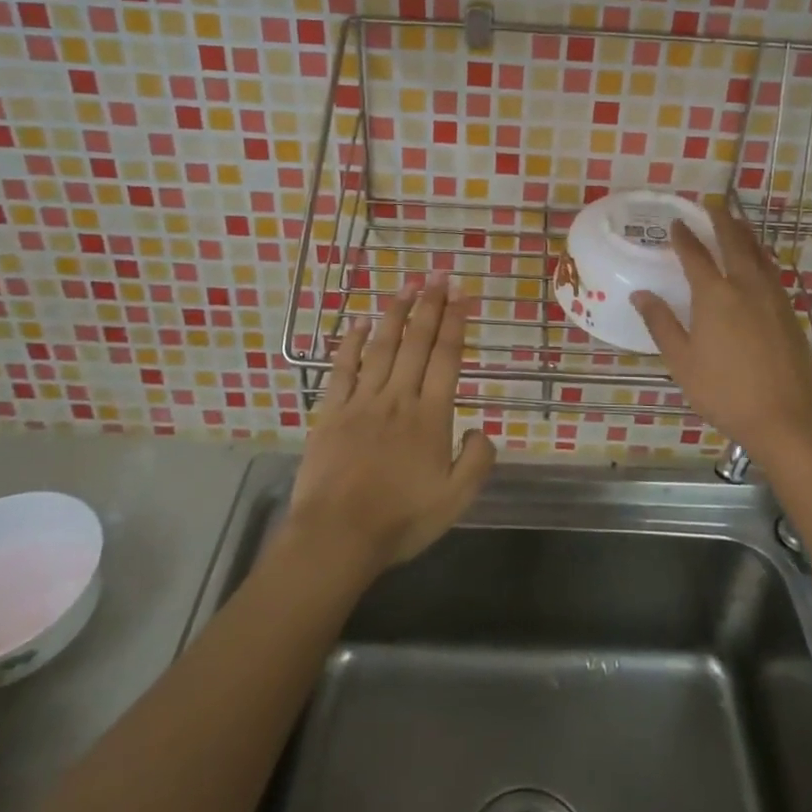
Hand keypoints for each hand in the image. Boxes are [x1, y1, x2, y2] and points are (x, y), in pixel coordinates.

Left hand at [286, 275, 495, 578]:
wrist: (337, 537)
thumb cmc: (400, 519)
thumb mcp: (456, 500)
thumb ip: (477, 461)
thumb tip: (480, 429)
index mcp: (430, 416)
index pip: (447, 357)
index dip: (455, 322)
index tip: (461, 294)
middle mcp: (398, 398)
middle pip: (417, 342)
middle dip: (430, 305)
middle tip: (438, 275)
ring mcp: (361, 402)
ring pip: (382, 347)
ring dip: (396, 314)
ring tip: (407, 286)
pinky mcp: (331, 412)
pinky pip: (342, 369)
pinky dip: (350, 343)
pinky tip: (357, 323)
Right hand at [633, 203, 811, 464]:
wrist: (785, 417)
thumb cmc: (724, 391)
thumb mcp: (681, 361)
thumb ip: (661, 323)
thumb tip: (640, 294)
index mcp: (715, 295)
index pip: (695, 255)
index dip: (684, 237)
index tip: (676, 222)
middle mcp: (746, 286)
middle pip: (734, 243)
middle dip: (721, 222)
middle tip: (712, 207)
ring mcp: (773, 297)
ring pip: (759, 254)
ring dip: (745, 234)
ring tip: (737, 223)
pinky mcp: (790, 312)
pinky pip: (772, 271)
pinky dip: (761, 256)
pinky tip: (758, 263)